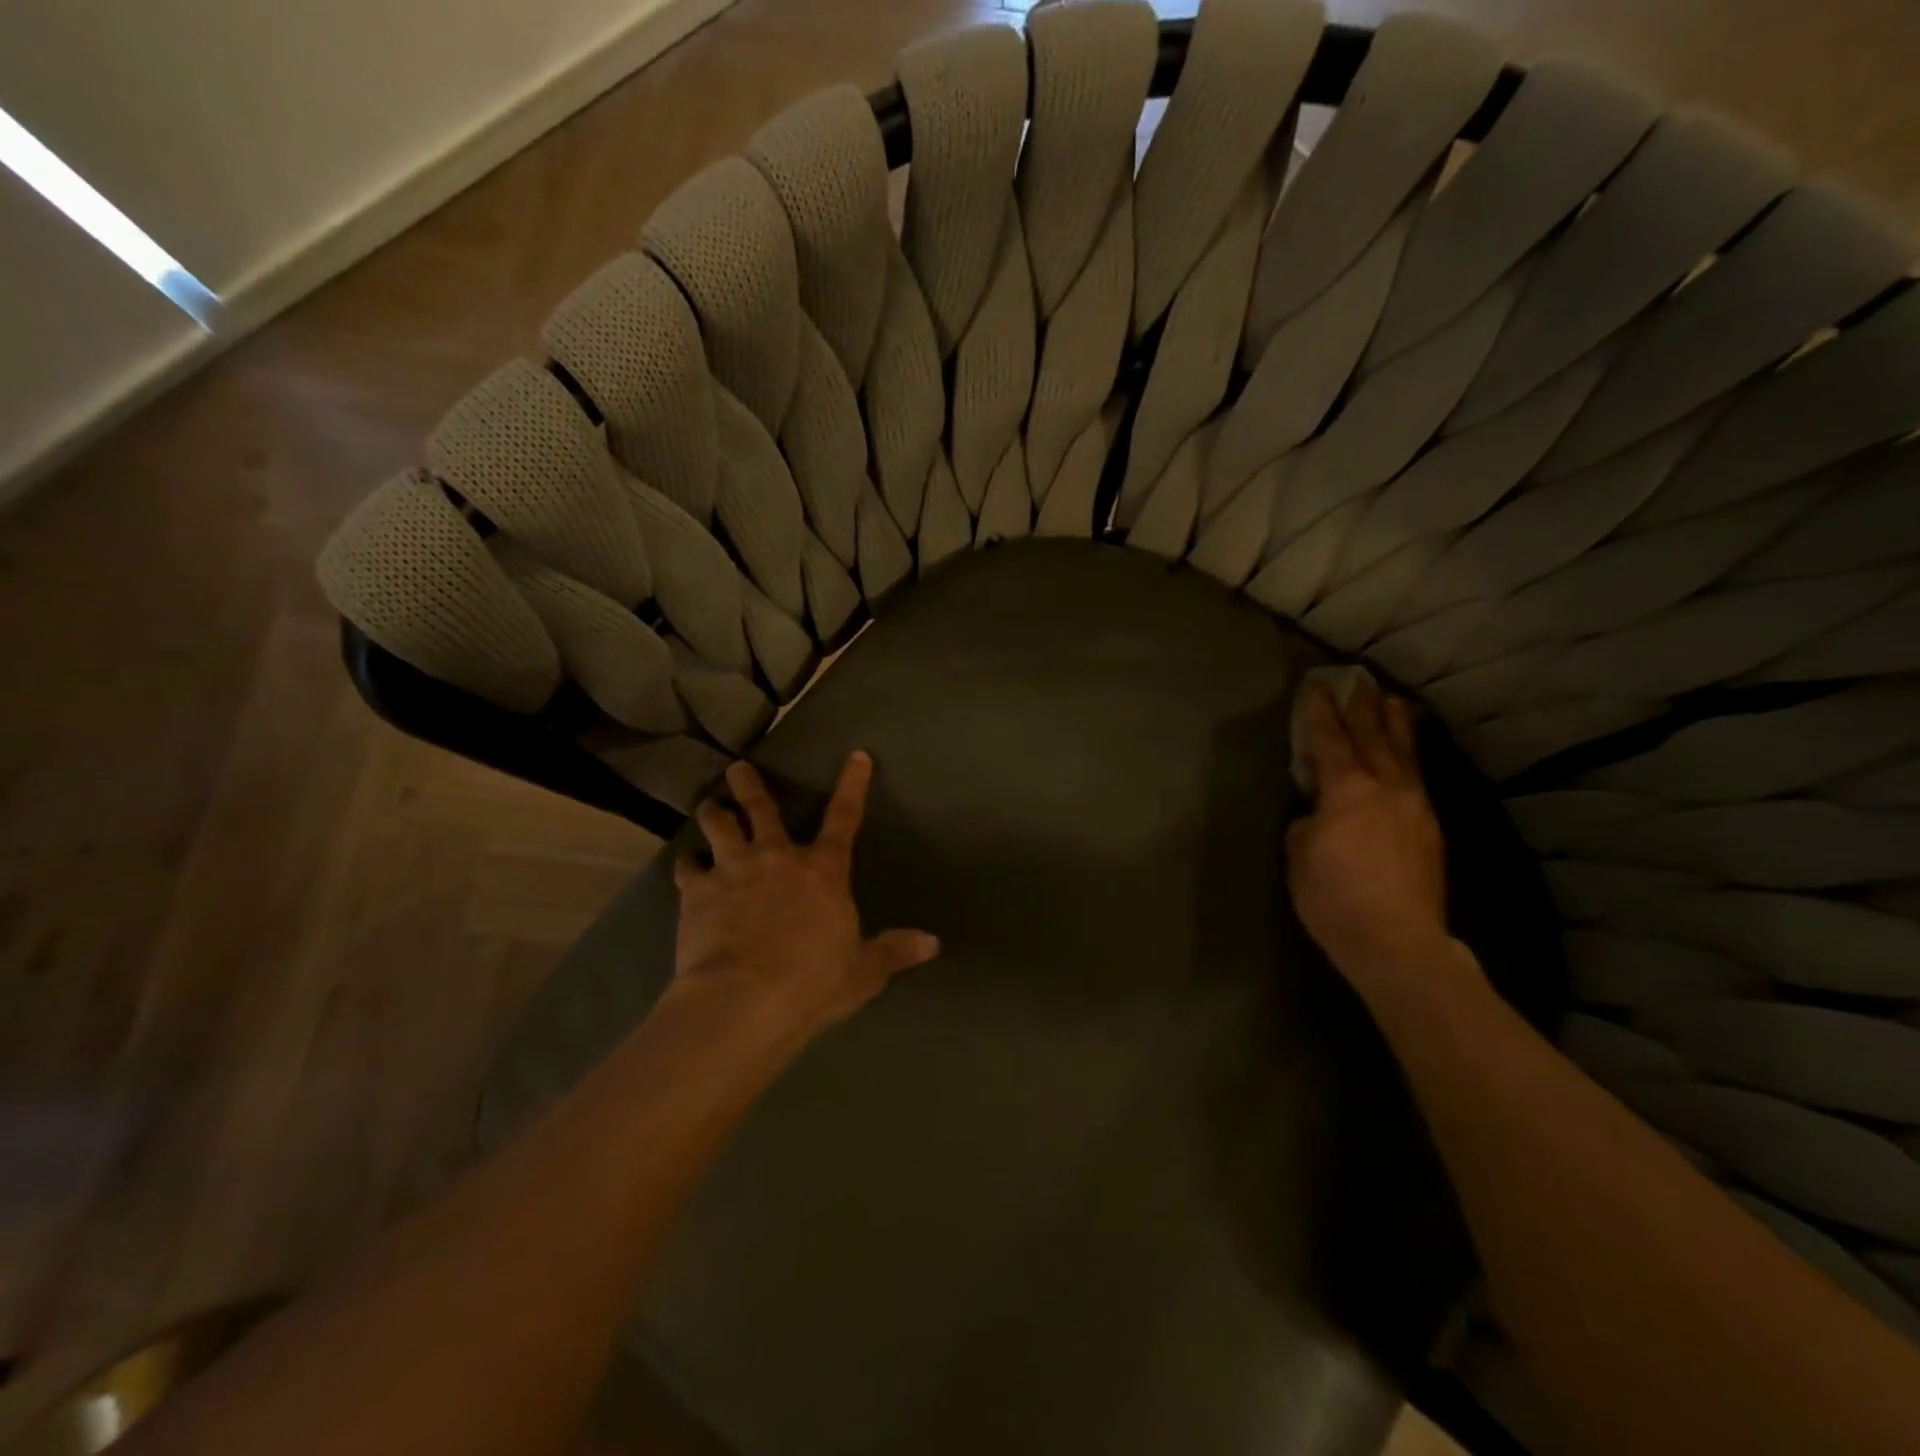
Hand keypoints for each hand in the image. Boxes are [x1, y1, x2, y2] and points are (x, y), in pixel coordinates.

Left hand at [673, 752, 939, 1045]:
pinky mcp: (697, 892)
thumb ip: (894, 951)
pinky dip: (687, 864)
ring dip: (713, 813)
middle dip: (750, 785)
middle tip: (738, 768)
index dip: (853, 784)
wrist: (745, 999)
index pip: (844, 817)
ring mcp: (733, 870)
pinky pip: (688, 868)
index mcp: (822, 870)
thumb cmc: (813, 982)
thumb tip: (933, 944)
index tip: (857, 755)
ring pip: (719, 826)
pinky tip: (685, 864)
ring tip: (708, 805)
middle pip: (762, 809)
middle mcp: (777, 857)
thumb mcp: (863, 971)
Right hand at [1287, 677, 1455, 997]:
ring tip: (1393, 701)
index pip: (1329, 739)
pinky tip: (1407, 754)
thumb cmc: (1333, 897)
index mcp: (1347, 790)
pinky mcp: (1431, 828)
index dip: (1319, 711)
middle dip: (1361, 706)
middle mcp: (1386, 787)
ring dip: (1395, 723)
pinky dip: (1410, 755)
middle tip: (1356, 679)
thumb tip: (1318, 812)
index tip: (1315, 686)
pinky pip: (1418, 777)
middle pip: (1373, 735)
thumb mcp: (1298, 854)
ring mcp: (1415, 806)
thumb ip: (1307, 820)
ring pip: (1405, 752)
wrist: (1397, 940)